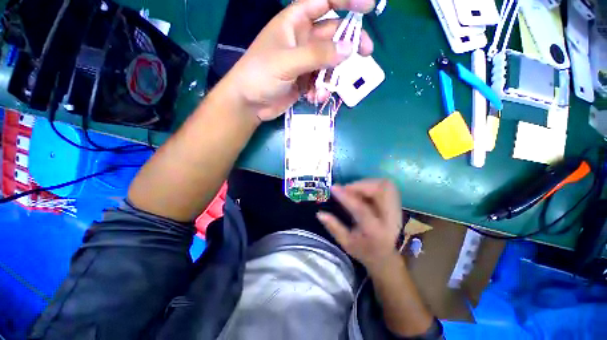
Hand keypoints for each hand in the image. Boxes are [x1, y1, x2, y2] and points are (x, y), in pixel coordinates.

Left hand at [222, 0, 375, 120]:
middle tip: (365, 54)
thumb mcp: (287, 62)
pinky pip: (321, 81)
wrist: (249, 103)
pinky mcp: (304, 81)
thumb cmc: (260, 75)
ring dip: (331, 77)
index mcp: (295, 23)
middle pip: (333, 35)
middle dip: (349, 45)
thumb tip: (349, 49)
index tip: (369, 8)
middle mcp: (302, 40)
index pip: (324, 2)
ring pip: (329, 63)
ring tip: (323, 91)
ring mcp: (304, 62)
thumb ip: (317, 55)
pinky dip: (321, 90)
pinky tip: (314, 98)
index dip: (347, 1)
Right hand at [317, 179, 402, 270]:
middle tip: (345, 189)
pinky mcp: (396, 204)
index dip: (346, 196)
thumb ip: (333, 227)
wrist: (386, 257)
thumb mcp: (346, 243)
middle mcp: (390, 218)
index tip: (333, 188)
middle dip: (360, 185)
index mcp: (375, 231)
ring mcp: (396, 210)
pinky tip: (362, 191)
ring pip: (385, 185)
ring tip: (354, 189)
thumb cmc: (364, 251)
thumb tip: (319, 213)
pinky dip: (372, 184)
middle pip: (381, 190)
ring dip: (367, 183)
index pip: (361, 209)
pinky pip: (386, 186)